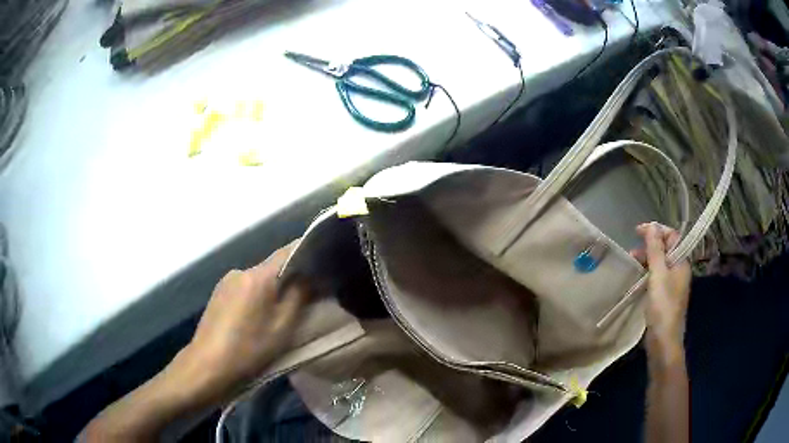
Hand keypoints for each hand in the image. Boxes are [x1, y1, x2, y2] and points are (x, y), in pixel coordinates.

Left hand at [171, 241, 310, 402]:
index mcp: (258, 276)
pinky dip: (256, 297)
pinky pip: (244, 288)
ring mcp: (226, 282)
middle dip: (290, 278)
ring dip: (271, 290)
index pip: (289, 251)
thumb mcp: (283, 327)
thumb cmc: (249, 349)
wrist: (208, 366)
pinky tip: (256, 319)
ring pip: (258, 280)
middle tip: (306, 297)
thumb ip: (299, 296)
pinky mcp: (217, 295)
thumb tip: (309, 276)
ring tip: (279, 313)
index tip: (323, 264)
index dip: (308, 254)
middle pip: (272, 267)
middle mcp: (240, 271)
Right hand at [631, 223, 690, 365]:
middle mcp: (679, 270)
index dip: (656, 230)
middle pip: (666, 249)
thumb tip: (652, 226)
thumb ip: (655, 250)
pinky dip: (647, 273)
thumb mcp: (658, 275)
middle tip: (632, 251)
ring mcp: (672, 284)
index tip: (637, 231)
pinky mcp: (665, 296)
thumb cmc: (663, 306)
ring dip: (647, 259)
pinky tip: (638, 279)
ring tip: (632, 264)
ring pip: (660, 263)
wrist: (664, 341)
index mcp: (682, 262)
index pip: (672, 236)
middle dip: (649, 246)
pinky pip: (657, 276)